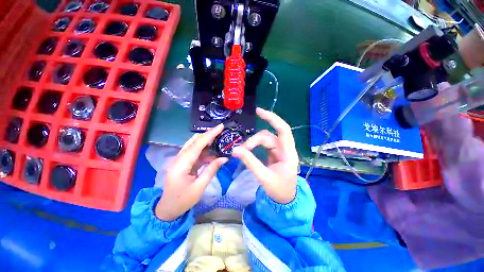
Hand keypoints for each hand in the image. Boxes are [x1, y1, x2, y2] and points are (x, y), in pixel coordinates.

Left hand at [155, 124, 227, 220]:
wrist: (168, 209)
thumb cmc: (183, 200)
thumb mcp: (199, 187)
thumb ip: (211, 170)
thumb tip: (224, 158)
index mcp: (181, 164)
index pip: (197, 145)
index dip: (209, 134)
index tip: (220, 127)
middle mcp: (179, 158)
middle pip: (194, 141)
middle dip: (208, 135)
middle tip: (222, 132)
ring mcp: (181, 160)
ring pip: (195, 146)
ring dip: (208, 143)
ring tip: (220, 142)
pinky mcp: (184, 163)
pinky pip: (196, 154)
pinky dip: (206, 152)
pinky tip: (214, 154)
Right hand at [233, 108, 297, 203]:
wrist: (285, 200)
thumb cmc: (279, 190)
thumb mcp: (263, 177)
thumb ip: (250, 162)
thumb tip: (235, 150)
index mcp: (288, 154)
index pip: (283, 129)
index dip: (272, 118)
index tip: (258, 111)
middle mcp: (285, 149)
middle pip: (268, 136)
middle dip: (253, 140)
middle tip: (241, 150)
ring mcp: (279, 151)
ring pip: (265, 140)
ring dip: (252, 143)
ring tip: (242, 151)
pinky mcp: (274, 154)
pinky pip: (263, 145)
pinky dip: (254, 146)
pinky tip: (247, 150)